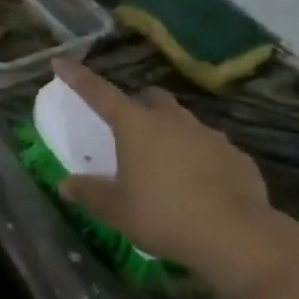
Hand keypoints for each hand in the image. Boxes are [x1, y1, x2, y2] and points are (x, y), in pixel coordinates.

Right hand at [52, 60, 298, 298]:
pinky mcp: (236, 155)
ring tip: (166, 165)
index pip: (99, 92)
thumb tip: (66, 184)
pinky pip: (211, 148)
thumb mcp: (117, 210)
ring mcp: (208, 134)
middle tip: (130, 131)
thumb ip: (89, 193)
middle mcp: (172, 119)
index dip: (78, 77)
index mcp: (136, 125)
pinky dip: (200, 158)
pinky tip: (201, 186)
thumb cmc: (164, 216)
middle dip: (138, 106)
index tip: (62, 63)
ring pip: (183, 122)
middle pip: (150, 98)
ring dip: (171, 134)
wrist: (236, 236)